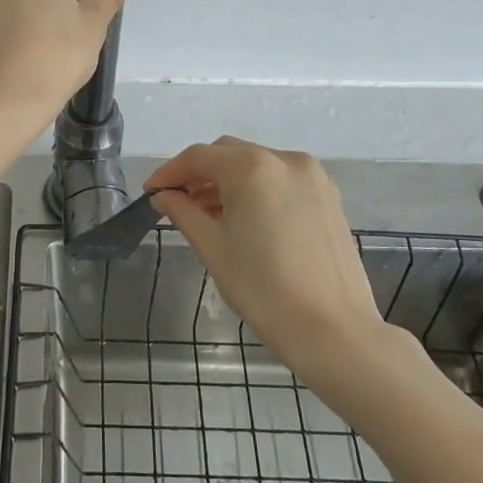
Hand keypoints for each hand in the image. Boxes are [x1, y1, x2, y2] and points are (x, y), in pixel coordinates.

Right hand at [148, 138, 386, 371]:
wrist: (331, 329)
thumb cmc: (262, 288)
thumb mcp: (212, 247)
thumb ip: (183, 212)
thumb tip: (163, 196)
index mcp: (252, 168)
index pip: (198, 157)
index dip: (169, 173)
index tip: (151, 193)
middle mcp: (285, 159)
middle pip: (229, 154)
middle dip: (199, 174)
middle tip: (177, 203)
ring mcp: (312, 176)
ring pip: (256, 165)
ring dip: (228, 181)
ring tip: (208, 214)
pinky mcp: (328, 196)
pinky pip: (281, 180)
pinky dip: (257, 189)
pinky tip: (244, 218)